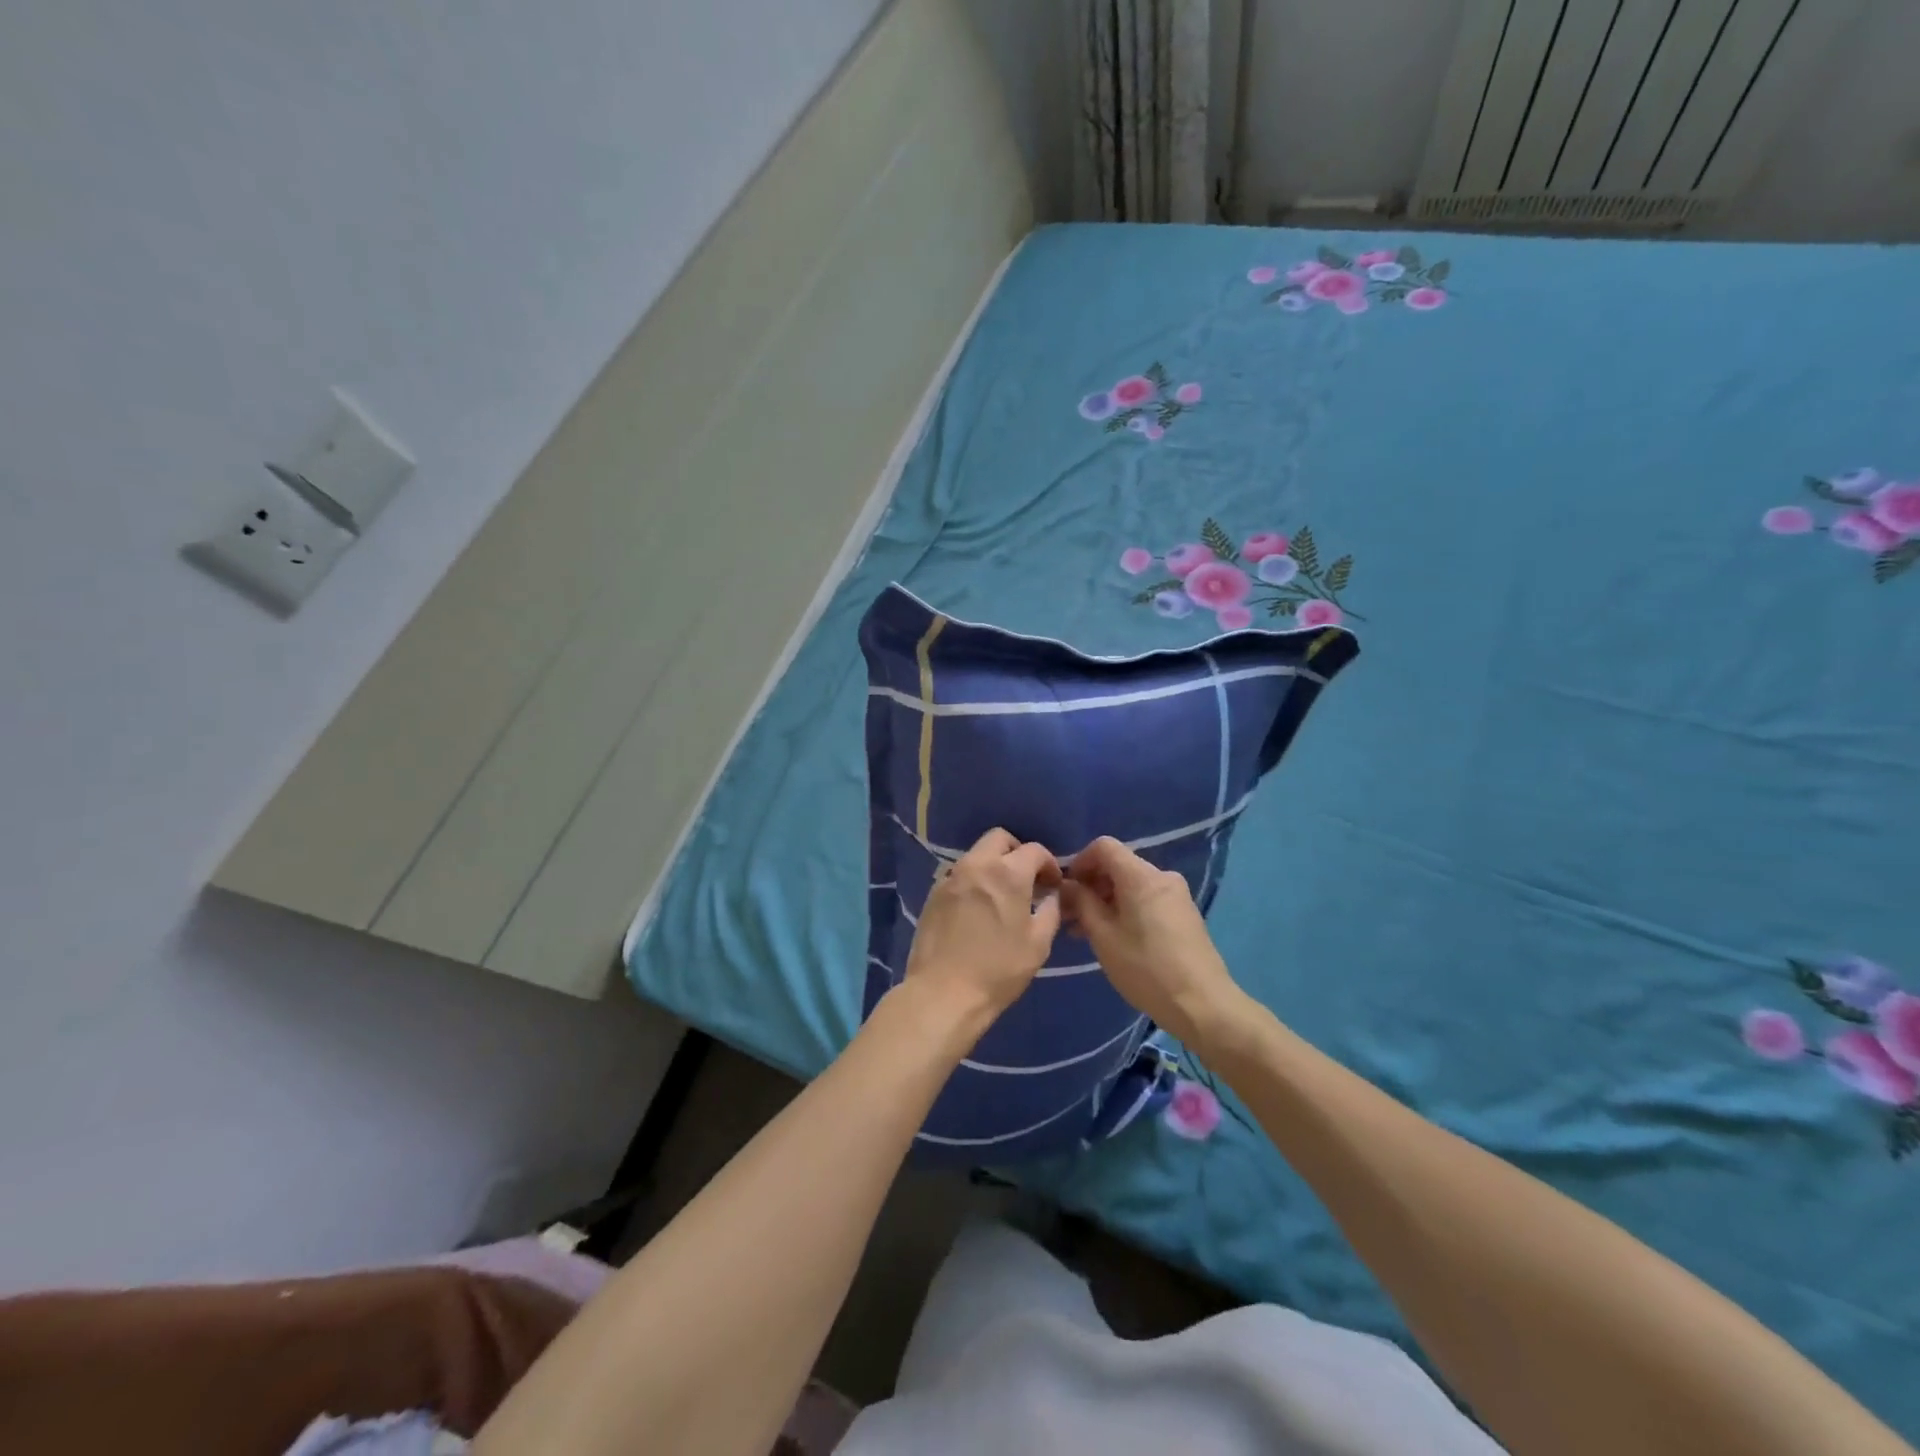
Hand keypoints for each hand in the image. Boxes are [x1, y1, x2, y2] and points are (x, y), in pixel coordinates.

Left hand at [902, 828, 1062, 1030]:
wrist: (943, 993)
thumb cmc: (998, 970)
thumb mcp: (1038, 944)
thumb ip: (1050, 911)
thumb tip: (1051, 897)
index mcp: (1007, 873)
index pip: (1034, 850)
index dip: (1049, 864)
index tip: (1053, 885)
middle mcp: (976, 865)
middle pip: (999, 839)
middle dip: (1017, 852)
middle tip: (1027, 880)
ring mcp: (950, 877)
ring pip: (976, 855)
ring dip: (993, 865)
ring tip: (1002, 896)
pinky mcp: (933, 894)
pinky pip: (959, 875)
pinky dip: (974, 881)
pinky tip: (978, 909)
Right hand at [1061, 837, 1242, 1048]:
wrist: (1203, 1005)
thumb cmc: (1146, 969)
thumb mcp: (1103, 937)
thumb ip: (1082, 903)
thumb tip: (1068, 886)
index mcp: (1142, 876)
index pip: (1104, 846)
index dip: (1080, 861)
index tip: (1066, 889)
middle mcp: (1162, 877)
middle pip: (1118, 865)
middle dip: (1091, 885)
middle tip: (1070, 915)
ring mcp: (1177, 895)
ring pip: (1132, 884)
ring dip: (1106, 900)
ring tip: (1086, 931)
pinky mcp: (1183, 914)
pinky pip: (1147, 899)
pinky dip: (1125, 909)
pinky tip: (1114, 937)